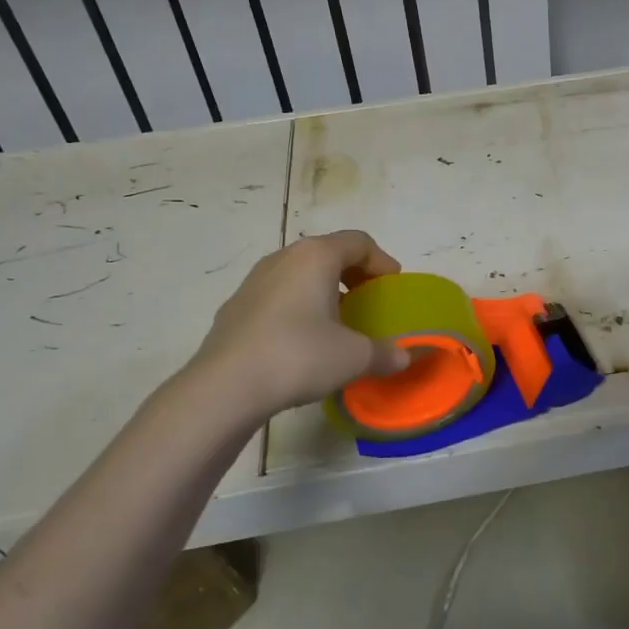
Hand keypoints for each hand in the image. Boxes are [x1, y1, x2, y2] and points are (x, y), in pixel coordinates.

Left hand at [189, 231, 410, 417]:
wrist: (225, 387)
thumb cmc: (298, 356)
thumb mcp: (354, 357)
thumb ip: (385, 353)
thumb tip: (404, 358)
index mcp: (316, 256)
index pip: (358, 241)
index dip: (381, 261)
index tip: (391, 287)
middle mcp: (283, 258)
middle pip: (327, 252)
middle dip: (352, 273)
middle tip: (368, 301)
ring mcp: (254, 281)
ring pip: (299, 273)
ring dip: (322, 289)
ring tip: (336, 321)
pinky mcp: (235, 307)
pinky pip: (277, 295)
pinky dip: (297, 306)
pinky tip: (301, 340)